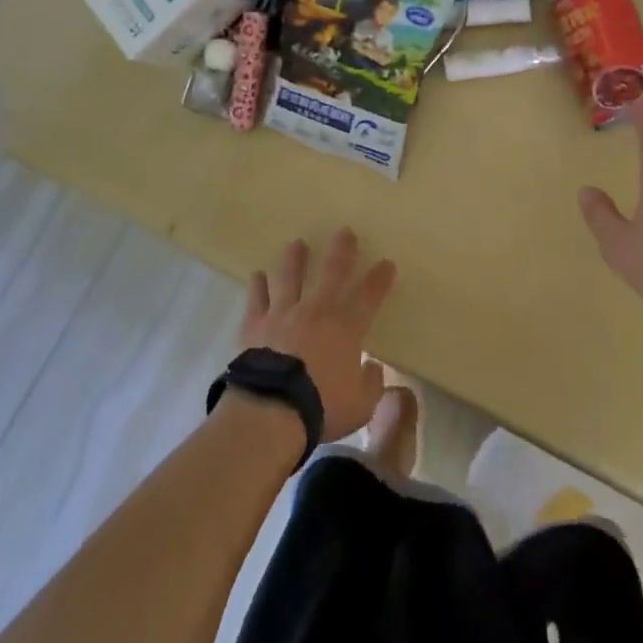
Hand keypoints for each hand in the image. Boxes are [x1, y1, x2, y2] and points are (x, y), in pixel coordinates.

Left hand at [241, 229, 396, 442]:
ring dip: (295, 258)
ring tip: (297, 244)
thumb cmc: (321, 407)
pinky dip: (258, 285)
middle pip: (331, 271)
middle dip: (341, 250)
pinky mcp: (255, 324)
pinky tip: (258, 275)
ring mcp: (283, 313)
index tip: (387, 263)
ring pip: (290, 276)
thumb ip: (371, 384)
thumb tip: (373, 367)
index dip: (380, 278)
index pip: (369, 295)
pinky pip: (257, 298)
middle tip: (344, 231)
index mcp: (346, 327)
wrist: (271, 411)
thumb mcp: (361, 405)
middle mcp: (316, 310)